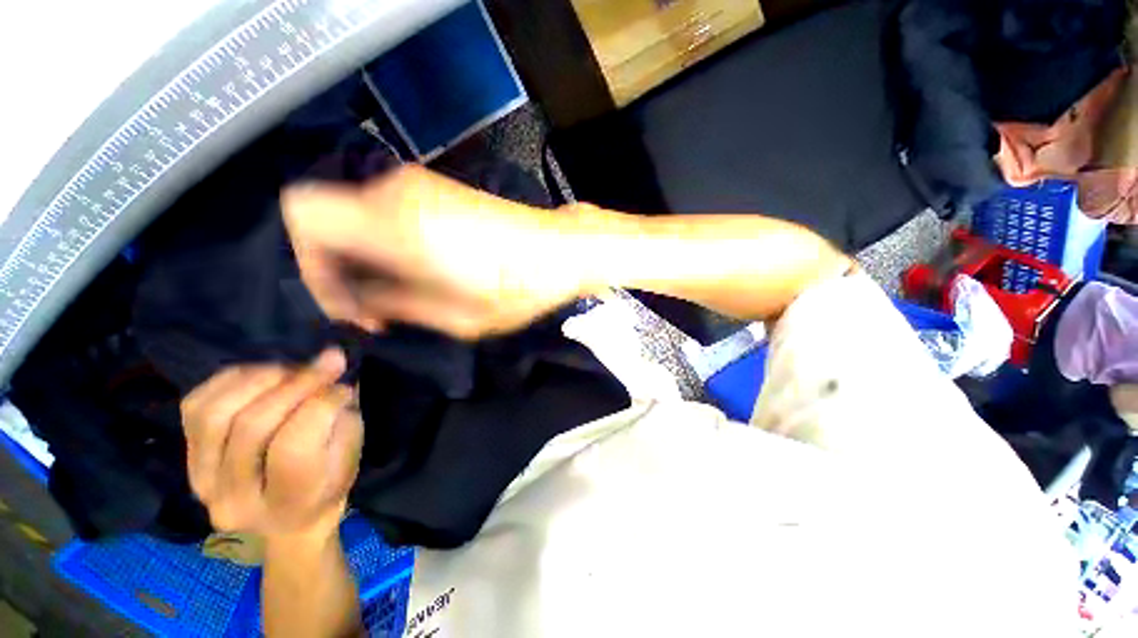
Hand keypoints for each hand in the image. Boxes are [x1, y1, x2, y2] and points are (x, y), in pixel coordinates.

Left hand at [181, 349, 360, 541]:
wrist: (283, 527)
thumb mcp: (349, 458)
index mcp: (290, 502)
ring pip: (218, 414)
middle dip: (296, 383)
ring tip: (292, 370)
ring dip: (261, 380)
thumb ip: (340, 419)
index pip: (292, 447)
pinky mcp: (187, 464)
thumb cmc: (327, 488)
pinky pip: (195, 408)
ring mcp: (204, 482)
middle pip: (253, 426)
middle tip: (328, 362)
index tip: (345, 385)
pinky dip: (229, 382)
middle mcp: (237, 499)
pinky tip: (260, 375)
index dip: (320, 404)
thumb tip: (333, 377)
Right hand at [281, 165, 590, 339]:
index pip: (305, 215)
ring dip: (365, 259)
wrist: (561, 249)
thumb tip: (364, 303)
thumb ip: (399, 306)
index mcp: (398, 223)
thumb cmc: (519, 287)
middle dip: (339, 267)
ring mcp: (418, 185)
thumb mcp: (459, 317)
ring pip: (354, 215)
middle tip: (377, 308)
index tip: (351, 305)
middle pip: (325, 216)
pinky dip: (385, 244)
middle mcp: (398, 192)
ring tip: (402, 297)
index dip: (310, 264)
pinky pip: (383, 213)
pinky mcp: (437, 189)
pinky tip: (417, 272)